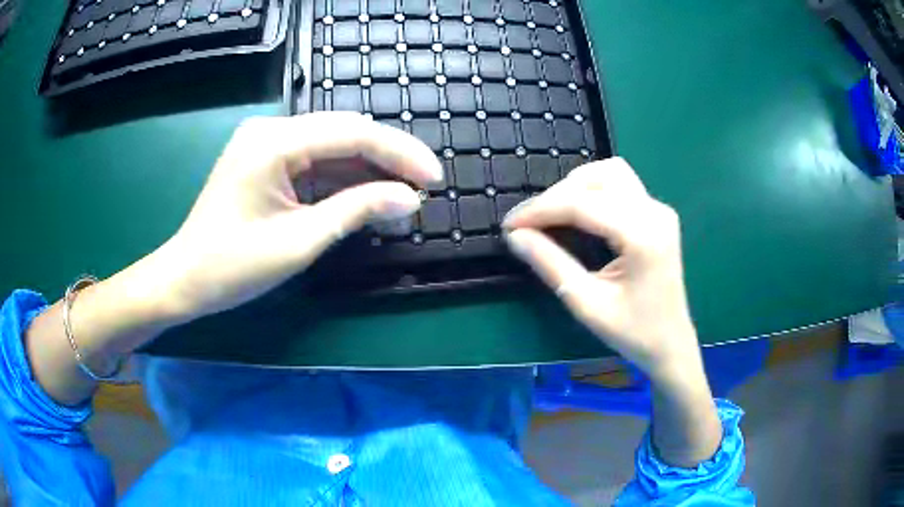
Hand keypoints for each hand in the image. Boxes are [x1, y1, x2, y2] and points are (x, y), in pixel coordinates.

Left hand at [149, 112, 441, 321]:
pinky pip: (315, 160)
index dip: (400, 153)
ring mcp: (267, 143)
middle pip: (345, 132)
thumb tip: (410, 199)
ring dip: (369, 168)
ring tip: (403, 193)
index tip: (434, 178)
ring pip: (333, 145)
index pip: (353, 133)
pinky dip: (344, 177)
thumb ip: (357, 211)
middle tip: (424, 185)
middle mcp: (271, 130)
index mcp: (273, 142)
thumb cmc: (233, 266)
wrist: (186, 279)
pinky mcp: (266, 160)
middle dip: (389, 157)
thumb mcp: (300, 241)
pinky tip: (368, 194)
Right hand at [504, 158, 722, 466]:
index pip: (583, 204)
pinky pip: (620, 184)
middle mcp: (654, 212)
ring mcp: (659, 209)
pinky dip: (593, 189)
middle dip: (556, 196)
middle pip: (597, 179)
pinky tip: (578, 210)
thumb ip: (550, 264)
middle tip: (528, 224)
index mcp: (643, 236)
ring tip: (551, 213)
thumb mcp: (586, 304)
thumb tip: (515, 236)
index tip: (509, 224)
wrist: (670, 343)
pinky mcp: (657, 213)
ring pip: (610, 172)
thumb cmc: (632, 332)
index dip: (541, 210)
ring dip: (575, 186)